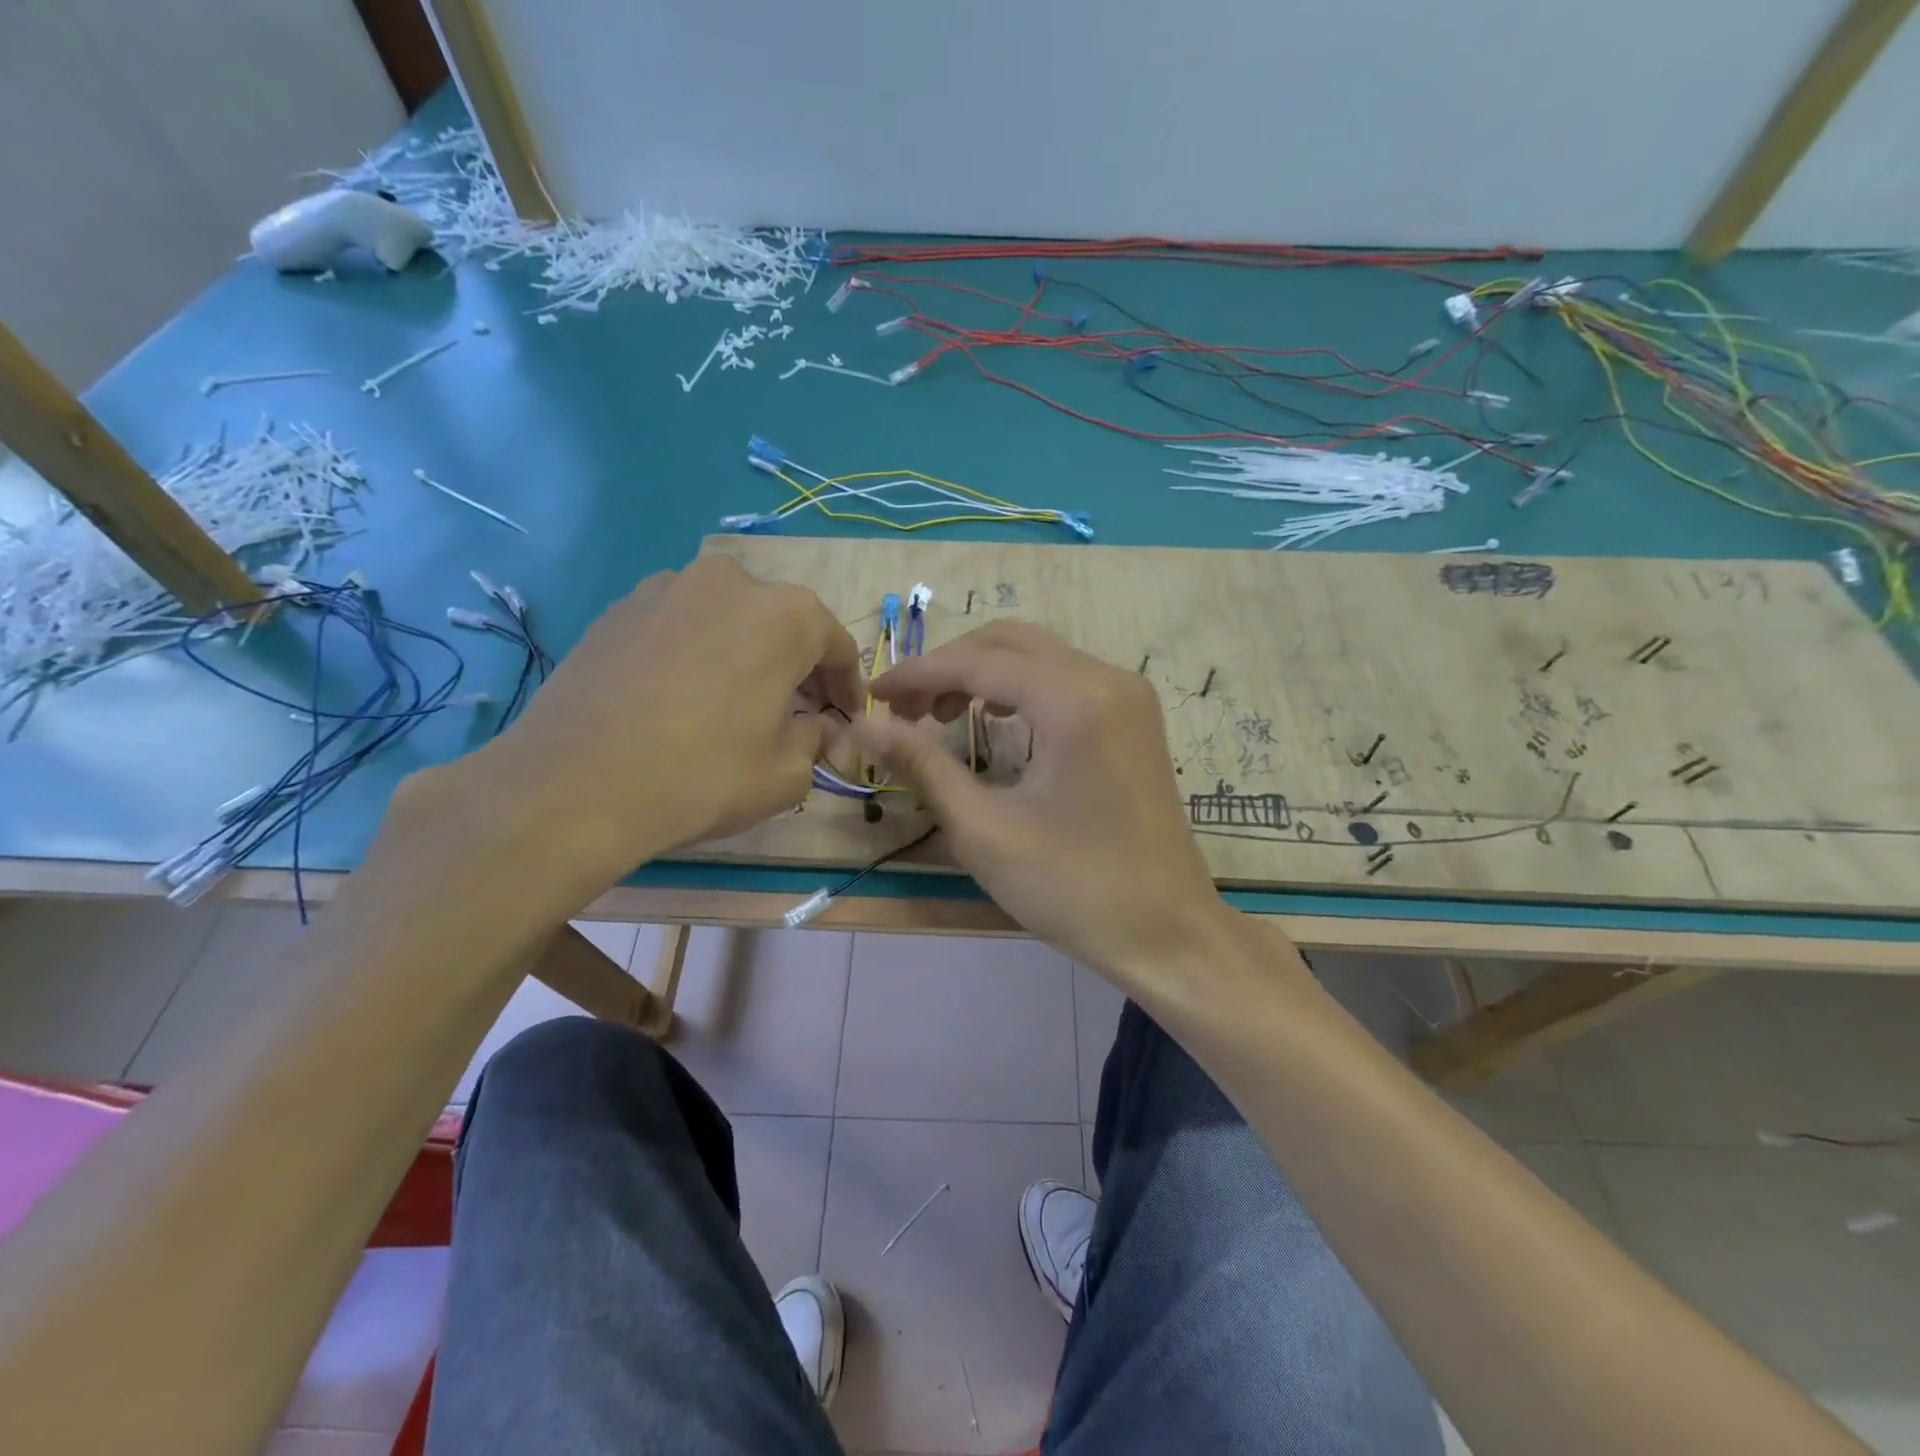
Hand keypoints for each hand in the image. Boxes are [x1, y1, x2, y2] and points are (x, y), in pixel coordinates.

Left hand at [461, 554, 859, 894]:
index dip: (848, 686)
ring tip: (735, 700)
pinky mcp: (618, 608)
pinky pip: (680, 624)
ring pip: (728, 618)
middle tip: (797, 711)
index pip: (837, 645)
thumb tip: (821, 729)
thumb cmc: (702, 777)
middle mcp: (730, 582)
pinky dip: (696, 651)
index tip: (846, 718)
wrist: (573, 786)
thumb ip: (817, 741)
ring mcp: (667, 587)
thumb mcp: (785, 774)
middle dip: (798, 666)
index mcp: (785, 615)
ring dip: (745, 652)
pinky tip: (682, 695)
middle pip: (783, 623)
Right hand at [855, 622, 1233, 988]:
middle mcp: (1108, 678)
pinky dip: (1020, 687)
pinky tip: (997, 720)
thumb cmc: (1073, 889)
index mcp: (1075, 701)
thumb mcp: (984, 830)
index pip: (979, 663)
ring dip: (983, 673)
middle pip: (1009, 643)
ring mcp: (1129, 694)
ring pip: (1038, 654)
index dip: (918, 675)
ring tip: (942, 716)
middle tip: (905, 712)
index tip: (873, 698)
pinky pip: (1065, 677)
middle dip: (949, 668)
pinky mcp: (1134, 715)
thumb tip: (865, 726)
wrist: (1167, 932)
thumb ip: (923, 765)